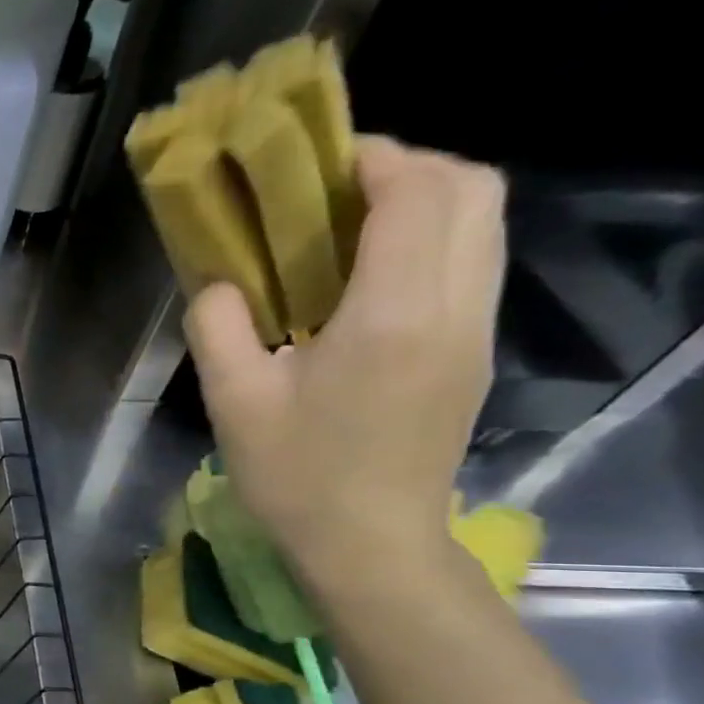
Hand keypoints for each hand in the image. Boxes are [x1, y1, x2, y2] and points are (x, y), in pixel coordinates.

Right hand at [184, 135, 506, 594]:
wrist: (369, 544)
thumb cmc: (296, 475)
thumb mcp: (233, 402)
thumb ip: (218, 326)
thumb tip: (218, 284)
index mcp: (393, 316)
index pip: (416, 194)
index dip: (375, 160)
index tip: (316, 166)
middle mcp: (455, 308)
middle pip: (475, 190)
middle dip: (411, 167)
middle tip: (335, 190)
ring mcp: (476, 331)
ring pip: (485, 224)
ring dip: (426, 202)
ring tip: (349, 227)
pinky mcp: (473, 353)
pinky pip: (473, 263)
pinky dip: (432, 241)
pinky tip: (369, 277)